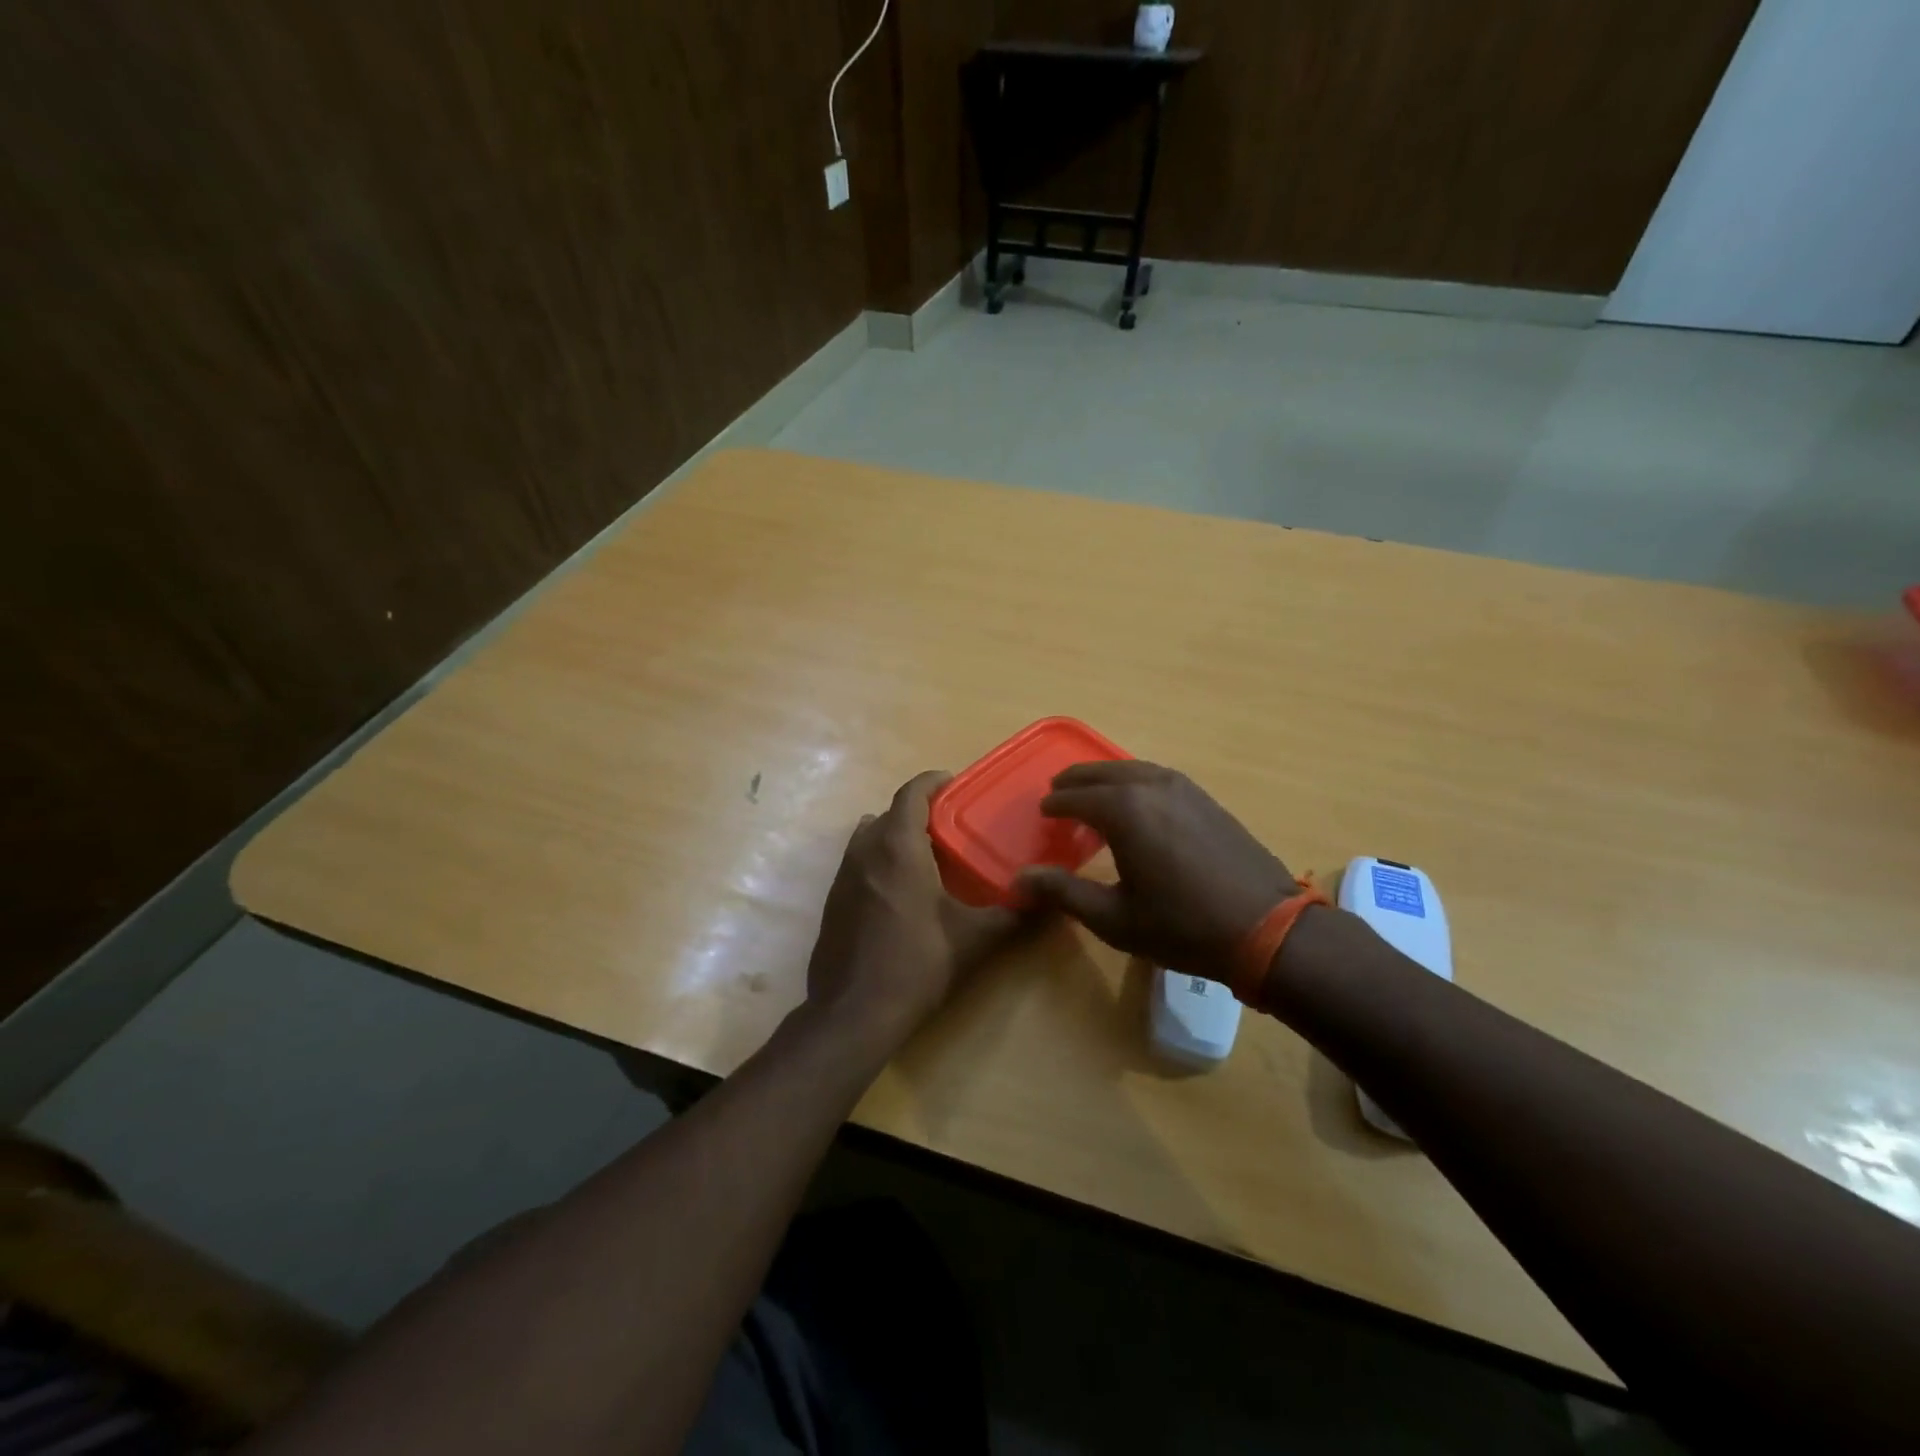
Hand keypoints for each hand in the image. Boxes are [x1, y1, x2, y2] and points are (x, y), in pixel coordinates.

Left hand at [804, 770, 1021, 1054]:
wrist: (853, 1013)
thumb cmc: (917, 965)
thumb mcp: (973, 939)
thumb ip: (1012, 914)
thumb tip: (1047, 897)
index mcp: (897, 847)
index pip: (911, 793)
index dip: (932, 782)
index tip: (954, 783)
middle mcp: (864, 851)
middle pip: (890, 814)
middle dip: (918, 812)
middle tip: (951, 827)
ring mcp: (842, 876)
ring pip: (869, 837)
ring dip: (895, 835)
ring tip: (926, 856)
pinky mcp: (832, 902)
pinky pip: (858, 863)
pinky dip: (879, 861)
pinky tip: (900, 893)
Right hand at [1016, 761, 1298, 981]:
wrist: (1266, 928)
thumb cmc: (1182, 926)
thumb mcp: (1114, 918)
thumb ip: (1064, 892)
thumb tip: (1019, 878)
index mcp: (1124, 811)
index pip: (1076, 797)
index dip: (1055, 805)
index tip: (1043, 813)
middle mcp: (1151, 787)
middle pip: (1102, 773)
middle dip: (1076, 781)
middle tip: (1058, 793)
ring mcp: (1184, 788)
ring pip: (1132, 768)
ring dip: (1106, 777)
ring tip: (1093, 794)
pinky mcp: (1206, 799)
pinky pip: (1157, 776)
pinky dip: (1135, 781)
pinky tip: (1137, 803)